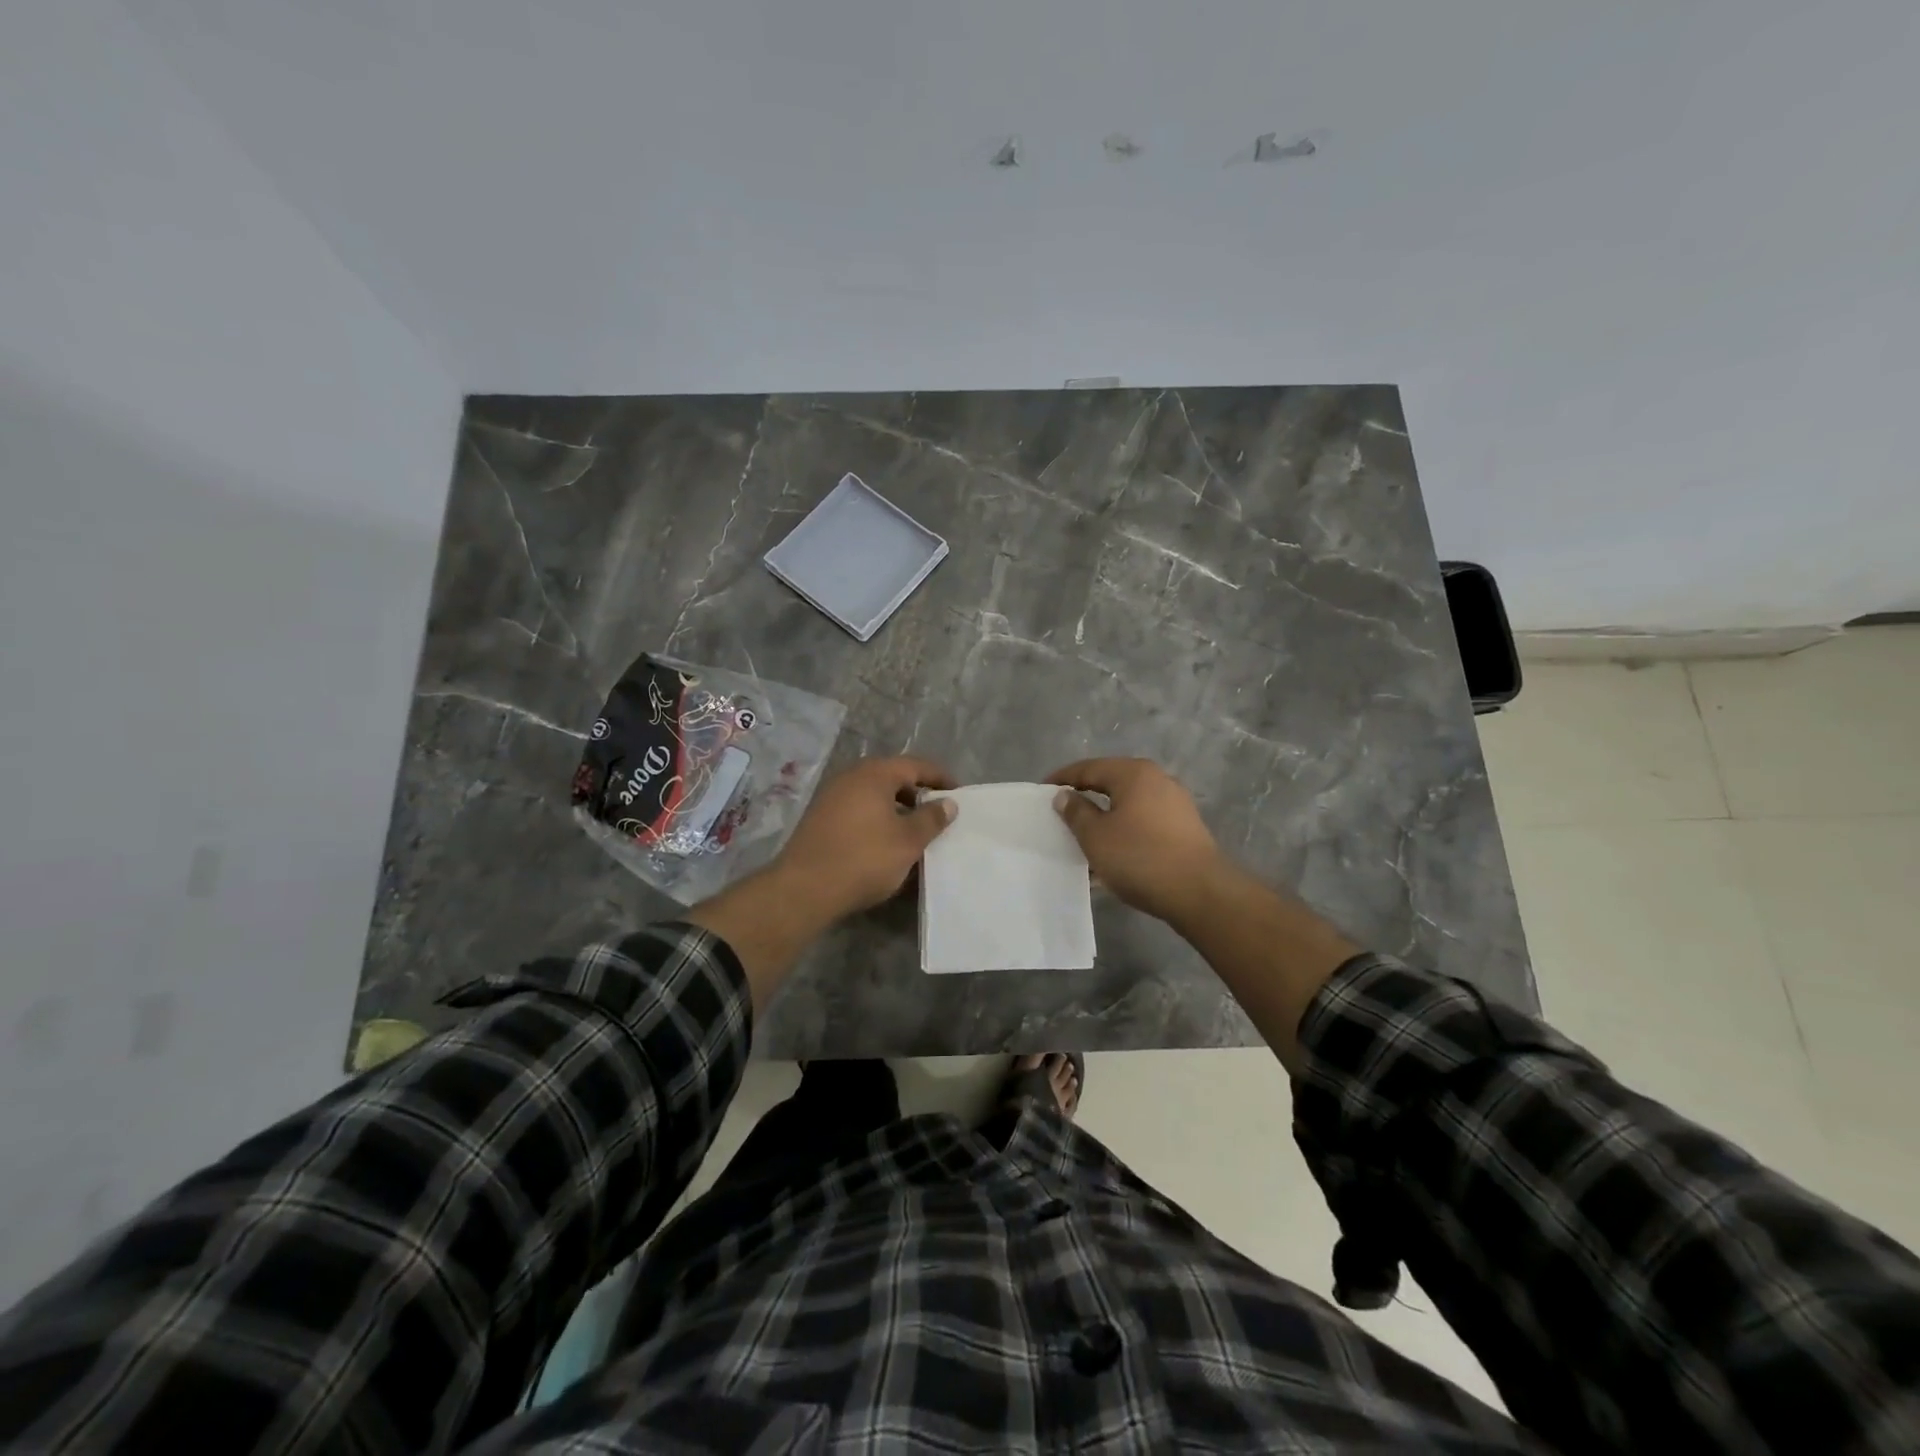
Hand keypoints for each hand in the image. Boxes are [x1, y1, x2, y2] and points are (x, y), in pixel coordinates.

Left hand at [772, 756, 958, 920]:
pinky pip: (858, 810)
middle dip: (917, 794)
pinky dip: (877, 820)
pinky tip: (885, 843)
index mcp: (874, 774)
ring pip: (874, 795)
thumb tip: (948, 802)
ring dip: (897, 809)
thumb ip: (931, 818)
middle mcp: (851, 777)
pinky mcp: (820, 818)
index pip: (915, 765)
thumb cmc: (864, 858)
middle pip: (892, 777)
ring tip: (914, 832)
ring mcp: (831, 797)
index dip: (940, 777)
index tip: (958, 793)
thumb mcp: (908, 840)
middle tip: (937, 814)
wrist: (804, 889)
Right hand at [1046, 758, 1226, 925]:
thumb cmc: (1140, 857)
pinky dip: (1124, 832)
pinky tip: (1112, 855)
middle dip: (1085, 798)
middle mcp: (1157, 780)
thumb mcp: (1096, 836)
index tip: (1042, 791)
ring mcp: (1175, 804)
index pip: (1089, 768)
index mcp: (1134, 773)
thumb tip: (1065, 795)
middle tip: (1061, 813)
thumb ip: (1076, 812)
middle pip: (1111, 783)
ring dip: (1104, 819)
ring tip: (1083, 839)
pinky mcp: (1184, 828)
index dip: (1063, 778)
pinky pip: (1143, 823)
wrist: (1199, 892)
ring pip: (1128, 806)